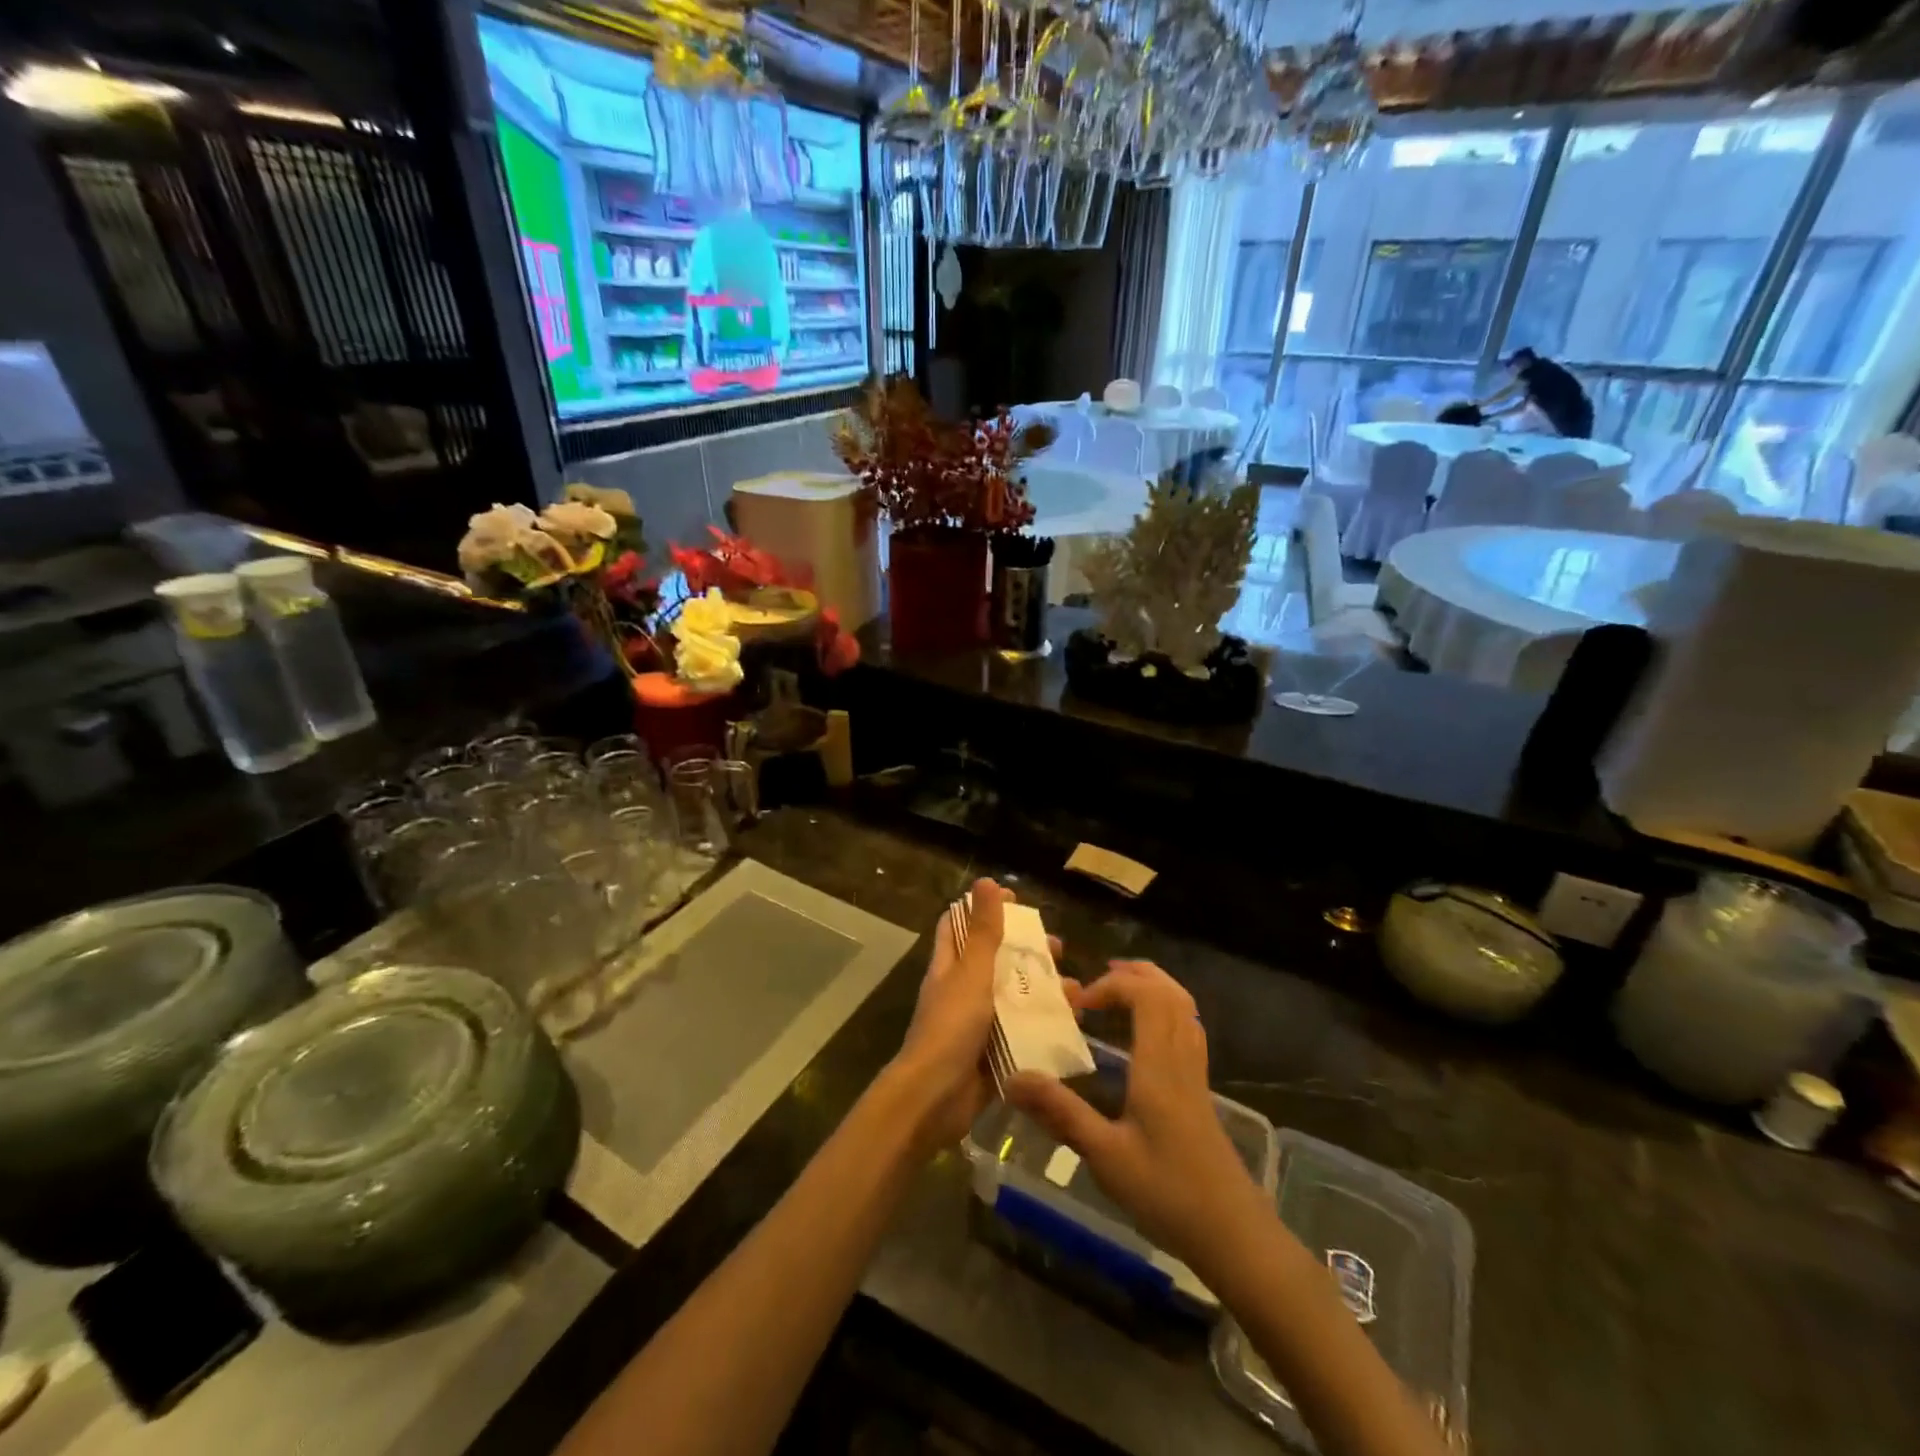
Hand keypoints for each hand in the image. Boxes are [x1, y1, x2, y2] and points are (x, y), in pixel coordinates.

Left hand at [887, 879, 1058, 1154]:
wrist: (935, 1099)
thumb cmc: (950, 1028)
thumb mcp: (971, 974)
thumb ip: (983, 932)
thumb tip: (986, 881)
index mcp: (950, 968)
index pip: (960, 926)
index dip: (982, 909)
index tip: (1015, 900)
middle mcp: (962, 992)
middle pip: (994, 961)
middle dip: (1025, 951)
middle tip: (1057, 947)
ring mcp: (978, 1024)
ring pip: (1014, 997)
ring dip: (1042, 989)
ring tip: (1075, 988)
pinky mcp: (994, 1054)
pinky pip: (1023, 1032)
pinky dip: (1045, 1025)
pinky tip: (1073, 1022)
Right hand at [1005, 960, 1266, 1279]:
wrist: (1234, 1235)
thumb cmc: (1168, 1194)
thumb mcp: (1106, 1156)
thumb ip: (1061, 1113)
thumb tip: (1013, 1078)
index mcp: (1160, 1065)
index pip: (1146, 996)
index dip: (1112, 985)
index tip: (1078, 1004)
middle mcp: (1182, 1058)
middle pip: (1170, 992)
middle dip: (1134, 975)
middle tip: (1096, 982)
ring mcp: (1196, 1072)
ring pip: (1184, 1007)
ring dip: (1152, 988)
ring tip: (1117, 993)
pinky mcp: (1201, 1089)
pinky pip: (1188, 1027)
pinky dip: (1165, 1010)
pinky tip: (1144, 1032)